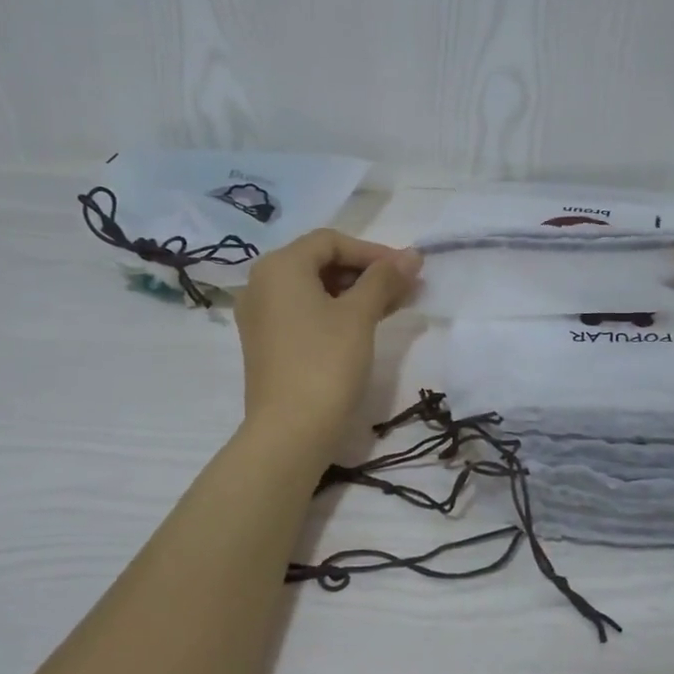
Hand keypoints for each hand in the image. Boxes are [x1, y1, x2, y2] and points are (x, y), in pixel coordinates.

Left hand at [234, 229, 421, 449]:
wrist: (290, 432)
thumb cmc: (326, 362)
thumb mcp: (359, 315)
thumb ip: (384, 279)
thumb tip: (412, 255)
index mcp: (279, 267)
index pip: (331, 242)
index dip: (372, 251)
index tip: (406, 270)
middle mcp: (262, 283)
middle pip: (321, 263)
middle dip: (367, 272)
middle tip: (405, 288)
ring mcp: (261, 316)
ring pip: (315, 290)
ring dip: (356, 293)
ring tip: (394, 305)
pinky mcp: (267, 343)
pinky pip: (305, 312)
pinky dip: (336, 312)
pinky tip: (367, 324)